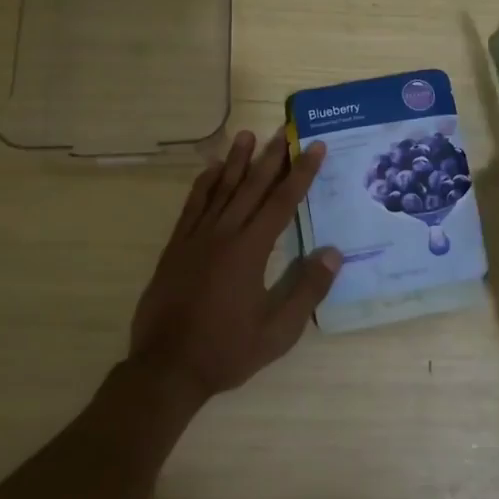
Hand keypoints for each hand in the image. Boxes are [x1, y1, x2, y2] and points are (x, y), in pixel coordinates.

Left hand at [129, 128, 341, 405]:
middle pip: (252, 187)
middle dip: (271, 157)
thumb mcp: (278, 331)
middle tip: (284, 129)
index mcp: (250, 251)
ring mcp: (196, 238)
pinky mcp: (176, 247)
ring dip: (236, 161)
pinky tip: (212, 170)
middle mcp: (224, 234)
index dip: (301, 173)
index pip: (282, 202)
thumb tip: (333, 252)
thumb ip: (307, 290)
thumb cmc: (226, 351)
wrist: (166, 368)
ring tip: (247, 135)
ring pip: (220, 189)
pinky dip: (204, 184)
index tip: (314, 146)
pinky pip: (192, 206)